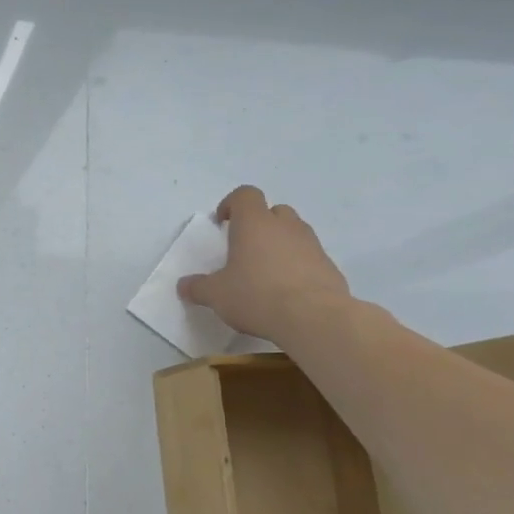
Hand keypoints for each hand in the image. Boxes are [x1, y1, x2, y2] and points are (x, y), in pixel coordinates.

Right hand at [177, 186, 351, 340]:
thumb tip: (184, 285)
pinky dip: (297, 266)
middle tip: (244, 249)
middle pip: (273, 211)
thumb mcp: (216, 295)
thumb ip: (198, 287)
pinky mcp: (329, 266)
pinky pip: (309, 257)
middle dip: (259, 225)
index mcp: (254, 224)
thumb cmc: (256, 295)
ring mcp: (312, 245)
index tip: (222, 224)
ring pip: (293, 233)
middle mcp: (285, 226)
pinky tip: (286, 292)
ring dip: (279, 245)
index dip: (231, 205)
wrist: (314, 318)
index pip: (245, 195)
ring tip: (265, 273)